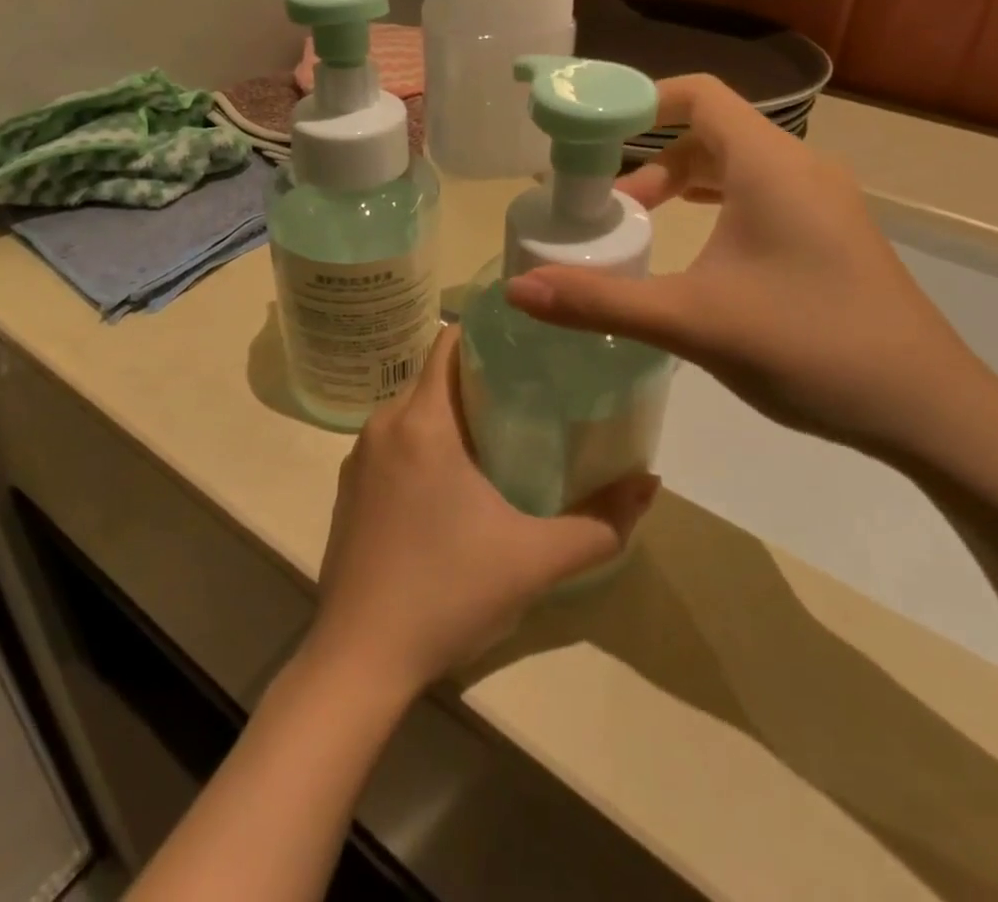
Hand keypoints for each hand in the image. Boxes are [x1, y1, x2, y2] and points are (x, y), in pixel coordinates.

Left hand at [308, 327, 658, 695]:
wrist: (358, 662)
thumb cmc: (447, 594)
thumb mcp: (535, 560)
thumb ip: (600, 522)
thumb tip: (649, 482)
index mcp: (422, 421)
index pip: (450, 341)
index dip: (489, 334)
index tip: (529, 345)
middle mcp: (382, 425)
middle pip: (436, 377)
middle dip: (480, 378)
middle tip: (533, 395)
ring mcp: (359, 458)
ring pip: (414, 411)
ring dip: (452, 414)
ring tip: (502, 436)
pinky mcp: (349, 490)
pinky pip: (393, 443)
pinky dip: (424, 444)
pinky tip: (454, 485)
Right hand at [506, 75, 995, 458]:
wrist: (928, 409)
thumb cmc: (808, 345)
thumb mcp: (692, 321)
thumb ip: (600, 301)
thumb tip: (517, 289)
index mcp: (770, 164)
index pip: (698, 95)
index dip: (640, 101)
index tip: (592, 135)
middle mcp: (801, 167)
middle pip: (712, 132)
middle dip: (652, 159)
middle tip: (608, 206)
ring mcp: (824, 202)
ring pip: (738, 167)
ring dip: (685, 185)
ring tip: (642, 226)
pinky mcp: (834, 234)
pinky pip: (763, 196)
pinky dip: (718, 207)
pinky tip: (700, 255)